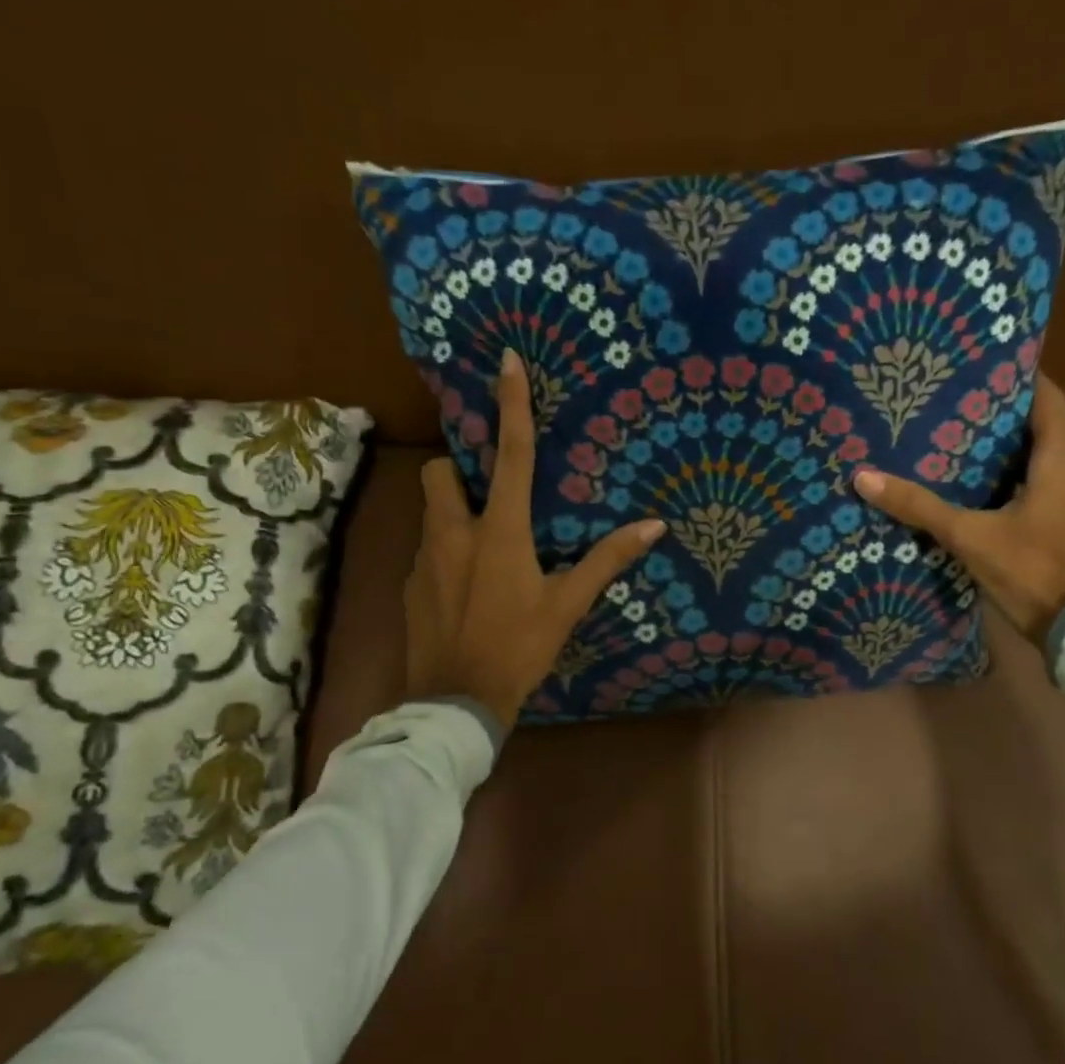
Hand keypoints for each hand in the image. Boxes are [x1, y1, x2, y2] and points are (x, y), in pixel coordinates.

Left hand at [405, 349, 666, 730]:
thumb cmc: (518, 648)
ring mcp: (425, 559)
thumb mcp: (567, 605)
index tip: (506, 360)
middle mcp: (455, 533)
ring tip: (480, 545)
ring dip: (453, 512)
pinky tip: (464, 586)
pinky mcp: (410, 585)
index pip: (511, 455)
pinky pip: (427, 550)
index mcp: (500, 532)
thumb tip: (654, 526)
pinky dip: (445, 552)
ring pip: (431, 511)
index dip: (511, 405)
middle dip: (459, 469)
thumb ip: (606, 560)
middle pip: (442, 472)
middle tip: (486, 491)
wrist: (455, 703)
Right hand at [852, 376, 1064, 646]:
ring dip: (1008, 448)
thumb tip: (864, 477)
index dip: (1025, 378)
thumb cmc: (1030, 569)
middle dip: (1005, 413)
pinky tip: (978, 486)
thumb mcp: (968, 535)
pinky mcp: (1064, 526)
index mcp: (1060, 463)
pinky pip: (1039, 486)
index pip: (1050, 401)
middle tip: (959, 399)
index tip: (990, 362)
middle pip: (1043, 428)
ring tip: (961, 437)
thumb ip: (919, 506)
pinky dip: (1012, 478)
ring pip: (1041, 460)